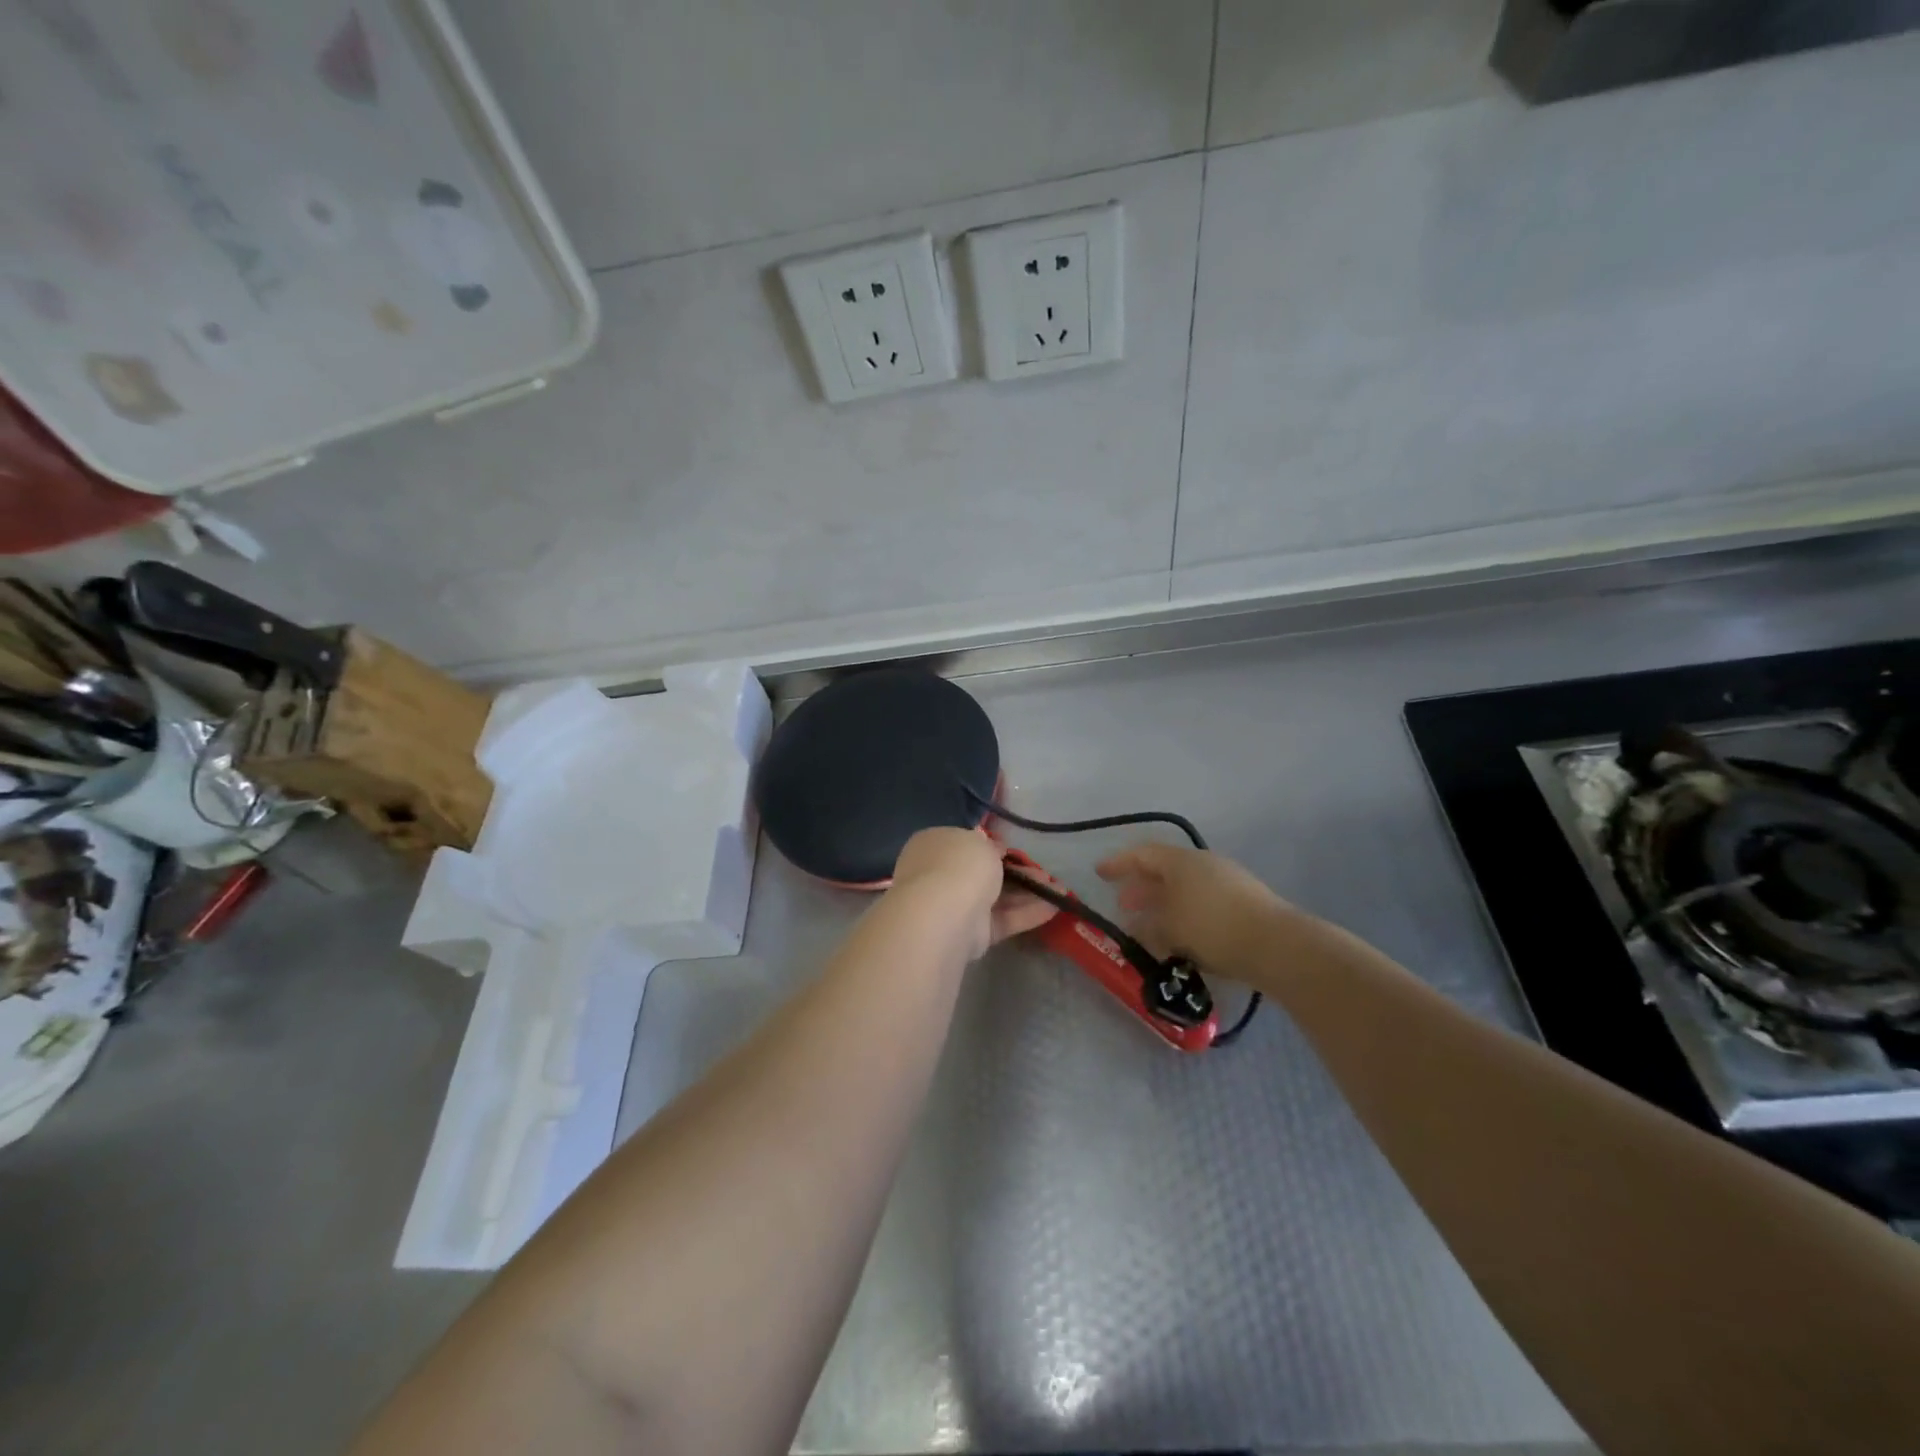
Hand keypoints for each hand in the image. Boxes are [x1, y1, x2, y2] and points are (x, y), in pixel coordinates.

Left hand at [890, 827, 1055, 957]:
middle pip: (984, 873)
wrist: (943, 913)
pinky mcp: (971, 934)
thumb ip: (990, 846)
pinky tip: (1055, 908)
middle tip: (1044, 873)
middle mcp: (941, 875)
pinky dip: (1027, 914)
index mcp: (935, 846)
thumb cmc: (959, 865)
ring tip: (1059, 891)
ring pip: (997, 897)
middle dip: (1017, 873)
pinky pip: (1002, 919)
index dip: (991, 847)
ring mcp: (955, 906)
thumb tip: (993, 849)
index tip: (1014, 850)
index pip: (965, 844)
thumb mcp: (980, 842)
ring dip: (1028, 893)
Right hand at [1096, 841, 1293, 976]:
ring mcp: (1226, 882)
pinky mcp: (1243, 904)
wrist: (1276, 944)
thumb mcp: (1170, 927)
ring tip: (1149, 926)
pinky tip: (1180, 938)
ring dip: (1163, 904)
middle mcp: (1203, 864)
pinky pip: (1201, 903)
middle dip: (1141, 887)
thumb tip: (1136, 924)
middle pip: (1164, 870)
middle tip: (1123, 903)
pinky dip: (1184, 915)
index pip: (1142, 854)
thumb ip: (1148, 925)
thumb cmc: (1211, 926)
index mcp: (1181, 861)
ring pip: (1183, 889)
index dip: (1118, 863)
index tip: (1099, 873)